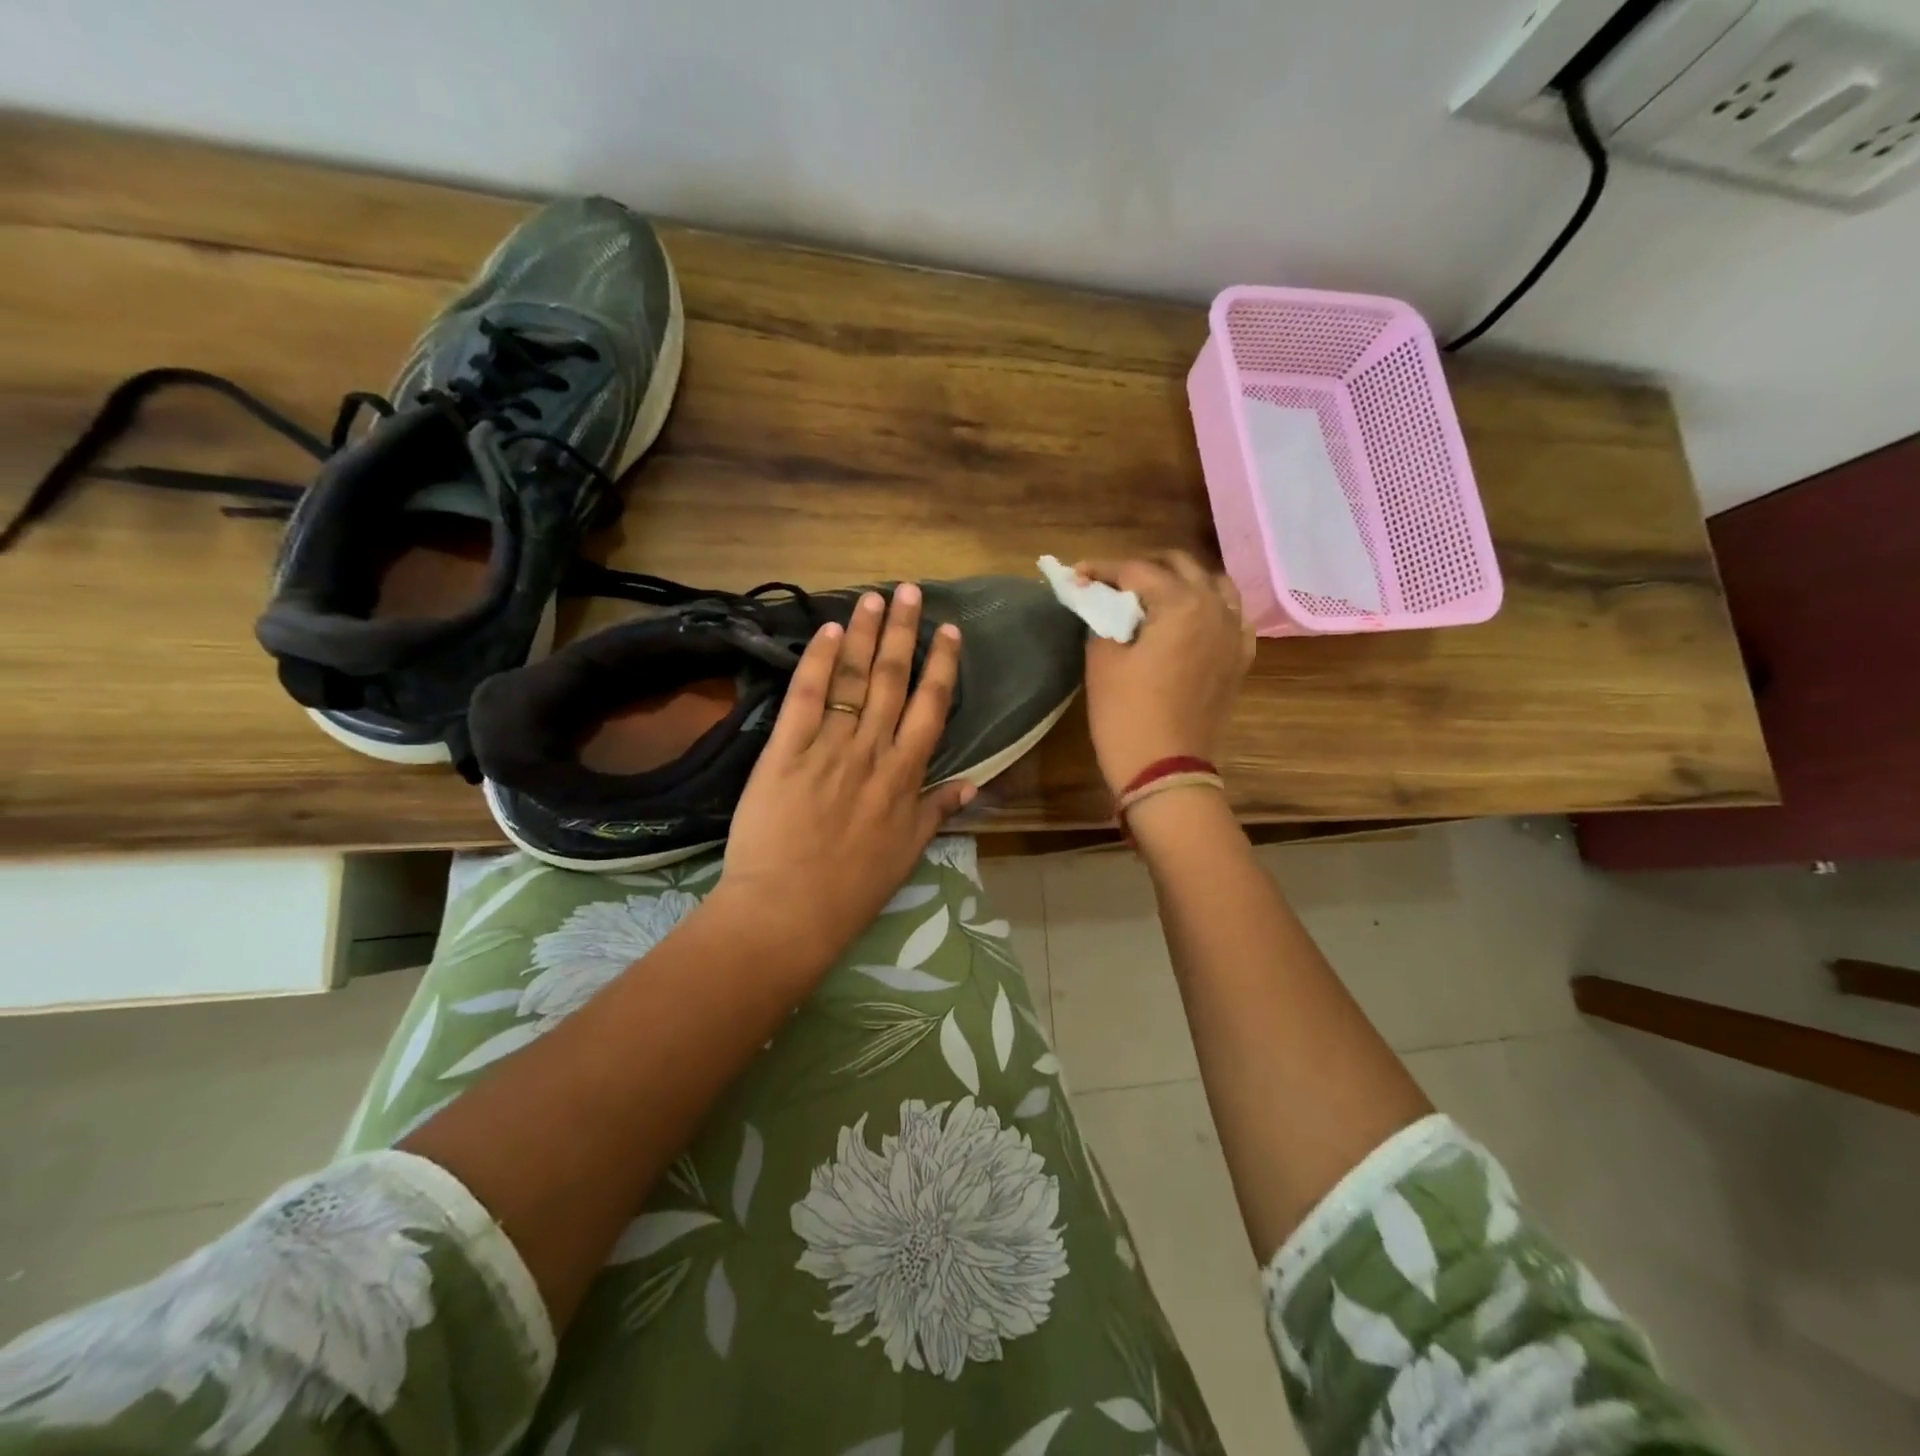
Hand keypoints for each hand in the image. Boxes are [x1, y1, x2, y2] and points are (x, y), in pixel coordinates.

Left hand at [716, 584, 973, 975]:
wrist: (788, 911)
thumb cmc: (852, 889)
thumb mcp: (908, 853)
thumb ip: (938, 811)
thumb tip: (974, 783)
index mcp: (905, 776)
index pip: (931, 708)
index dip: (941, 665)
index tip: (948, 631)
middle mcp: (872, 751)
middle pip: (893, 681)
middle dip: (904, 633)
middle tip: (911, 591)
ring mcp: (829, 748)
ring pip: (854, 681)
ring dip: (865, 636)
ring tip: (875, 598)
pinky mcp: (785, 751)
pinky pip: (806, 699)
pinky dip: (819, 663)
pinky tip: (829, 632)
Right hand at [1077, 552, 1254, 795]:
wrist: (1165, 770)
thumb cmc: (1127, 715)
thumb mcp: (1102, 660)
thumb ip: (1101, 617)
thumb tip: (1098, 599)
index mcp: (1182, 603)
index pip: (1137, 570)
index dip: (1102, 570)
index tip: (1076, 576)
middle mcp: (1216, 608)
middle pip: (1179, 566)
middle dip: (1142, 569)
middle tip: (1110, 584)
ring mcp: (1234, 634)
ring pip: (1212, 585)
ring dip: (1180, 581)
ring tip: (1152, 596)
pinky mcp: (1239, 659)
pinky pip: (1230, 616)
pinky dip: (1208, 608)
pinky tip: (1188, 621)